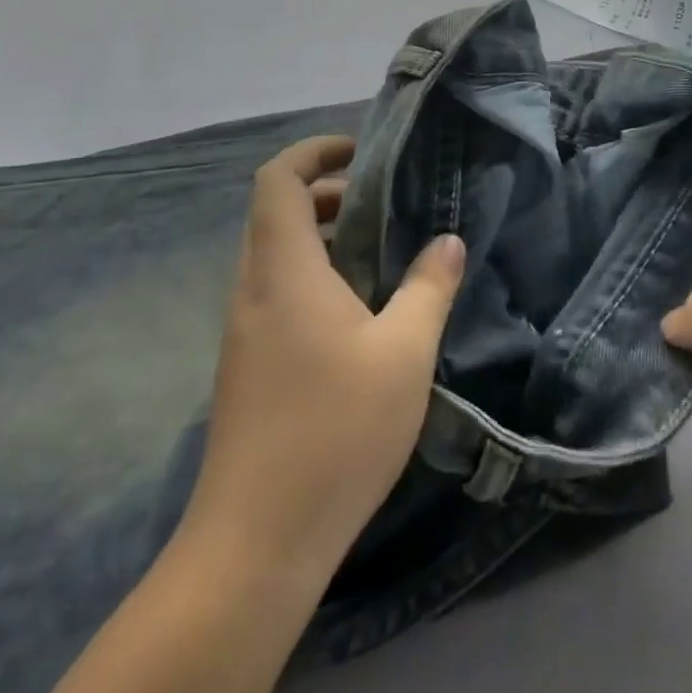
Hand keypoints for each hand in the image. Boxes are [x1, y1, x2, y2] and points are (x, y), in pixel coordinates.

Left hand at [182, 136, 463, 582]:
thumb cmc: (334, 430)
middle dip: (325, 193)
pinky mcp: (246, 364)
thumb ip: (428, 287)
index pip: (278, 180)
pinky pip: (275, 292)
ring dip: (320, 237)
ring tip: (379, 251)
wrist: (257, 540)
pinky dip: (312, 275)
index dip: (314, 152)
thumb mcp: (404, 352)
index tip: (360, 152)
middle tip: (382, 201)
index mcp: (284, 269)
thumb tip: (448, 241)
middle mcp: (253, 289)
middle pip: (275, 212)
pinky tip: (357, 312)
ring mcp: (243, 329)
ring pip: (274, 254)